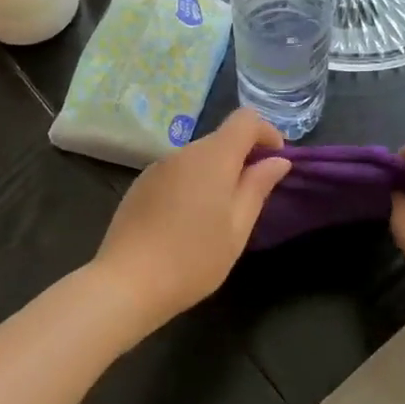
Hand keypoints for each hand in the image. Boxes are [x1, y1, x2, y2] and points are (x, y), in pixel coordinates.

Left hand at [91, 109, 292, 327]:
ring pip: (198, 158)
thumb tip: (278, 161)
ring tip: (218, 216)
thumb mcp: (237, 228)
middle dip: (242, 158)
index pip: (245, 119)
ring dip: (216, 174)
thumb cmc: (193, 259)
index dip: (267, 132)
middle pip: (221, 139)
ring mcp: (157, 167)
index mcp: (213, 158)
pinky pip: (176, 173)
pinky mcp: (140, 185)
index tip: (276, 160)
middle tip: (251, 198)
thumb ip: (257, 188)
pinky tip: (186, 222)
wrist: (126, 284)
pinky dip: (192, 185)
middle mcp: (183, 153)